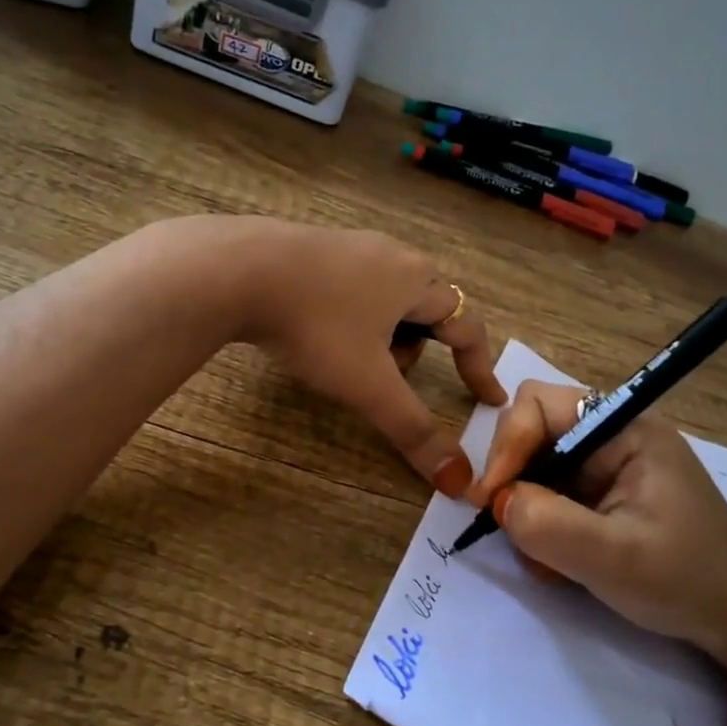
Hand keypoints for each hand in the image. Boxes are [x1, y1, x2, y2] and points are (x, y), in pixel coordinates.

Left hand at [235, 221, 506, 494]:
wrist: (238, 271)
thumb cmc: (317, 326)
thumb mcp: (368, 385)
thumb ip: (413, 430)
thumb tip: (459, 481)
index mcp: (417, 281)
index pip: (467, 327)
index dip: (479, 367)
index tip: (488, 398)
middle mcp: (392, 254)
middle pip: (426, 309)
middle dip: (418, 349)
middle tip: (391, 378)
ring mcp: (350, 244)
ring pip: (386, 297)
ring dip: (382, 333)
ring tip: (347, 358)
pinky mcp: (312, 245)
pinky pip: (350, 286)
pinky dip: (349, 315)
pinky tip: (315, 330)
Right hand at [466, 381, 726, 684]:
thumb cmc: (687, 581)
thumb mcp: (613, 557)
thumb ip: (547, 524)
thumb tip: (497, 502)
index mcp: (625, 429)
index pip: (539, 404)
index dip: (507, 444)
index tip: (491, 499)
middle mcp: (613, 437)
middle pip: (533, 432)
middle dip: (514, 478)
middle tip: (510, 526)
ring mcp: (608, 467)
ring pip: (536, 467)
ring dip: (527, 509)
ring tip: (546, 557)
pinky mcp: (604, 495)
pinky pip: (552, 494)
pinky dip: (542, 525)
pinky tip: (560, 561)